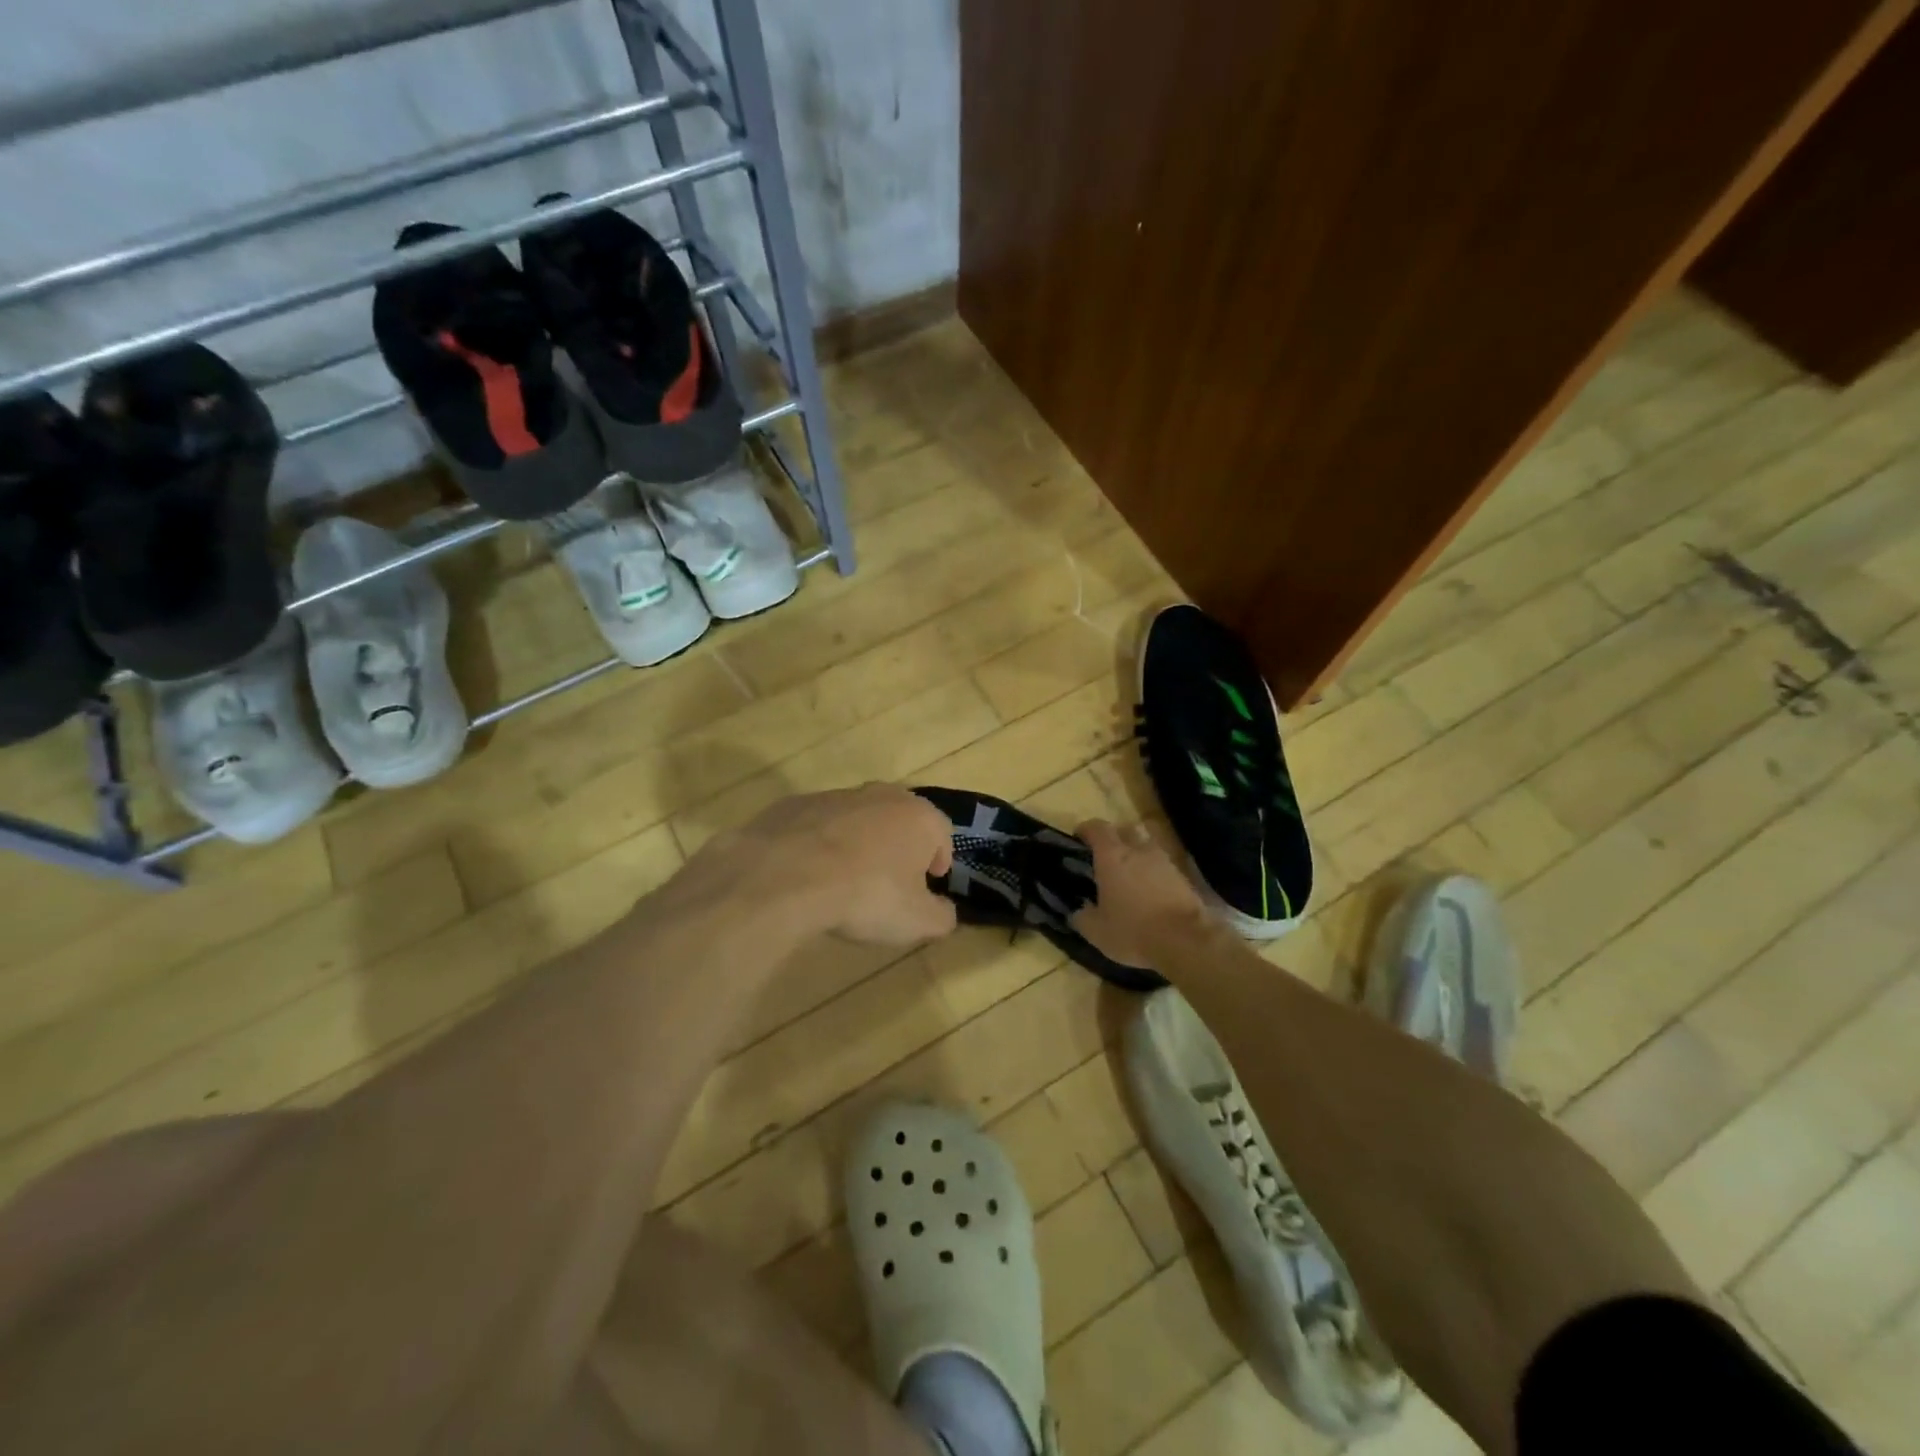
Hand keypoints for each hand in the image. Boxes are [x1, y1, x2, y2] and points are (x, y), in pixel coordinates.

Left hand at [689, 785, 958, 946]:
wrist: (787, 875)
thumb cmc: (866, 895)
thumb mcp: (917, 922)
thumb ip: (941, 916)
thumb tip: (945, 911)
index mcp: (919, 817)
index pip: (942, 832)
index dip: (939, 857)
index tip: (930, 880)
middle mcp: (882, 795)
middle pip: (900, 817)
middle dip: (900, 844)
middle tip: (892, 877)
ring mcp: (836, 795)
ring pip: (858, 817)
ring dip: (859, 840)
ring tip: (847, 877)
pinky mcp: (796, 804)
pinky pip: (818, 824)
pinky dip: (820, 843)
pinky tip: (810, 872)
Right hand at [1071, 820, 1211, 968]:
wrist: (1186, 940)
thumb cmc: (1133, 930)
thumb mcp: (1097, 932)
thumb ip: (1083, 917)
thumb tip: (1080, 911)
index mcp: (1111, 856)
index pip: (1097, 828)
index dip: (1086, 830)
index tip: (1079, 838)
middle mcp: (1138, 850)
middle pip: (1125, 829)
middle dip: (1114, 837)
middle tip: (1105, 854)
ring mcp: (1164, 860)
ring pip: (1147, 845)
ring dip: (1137, 853)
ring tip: (1130, 873)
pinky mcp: (1183, 876)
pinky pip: (1163, 865)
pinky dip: (1154, 871)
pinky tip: (1150, 890)